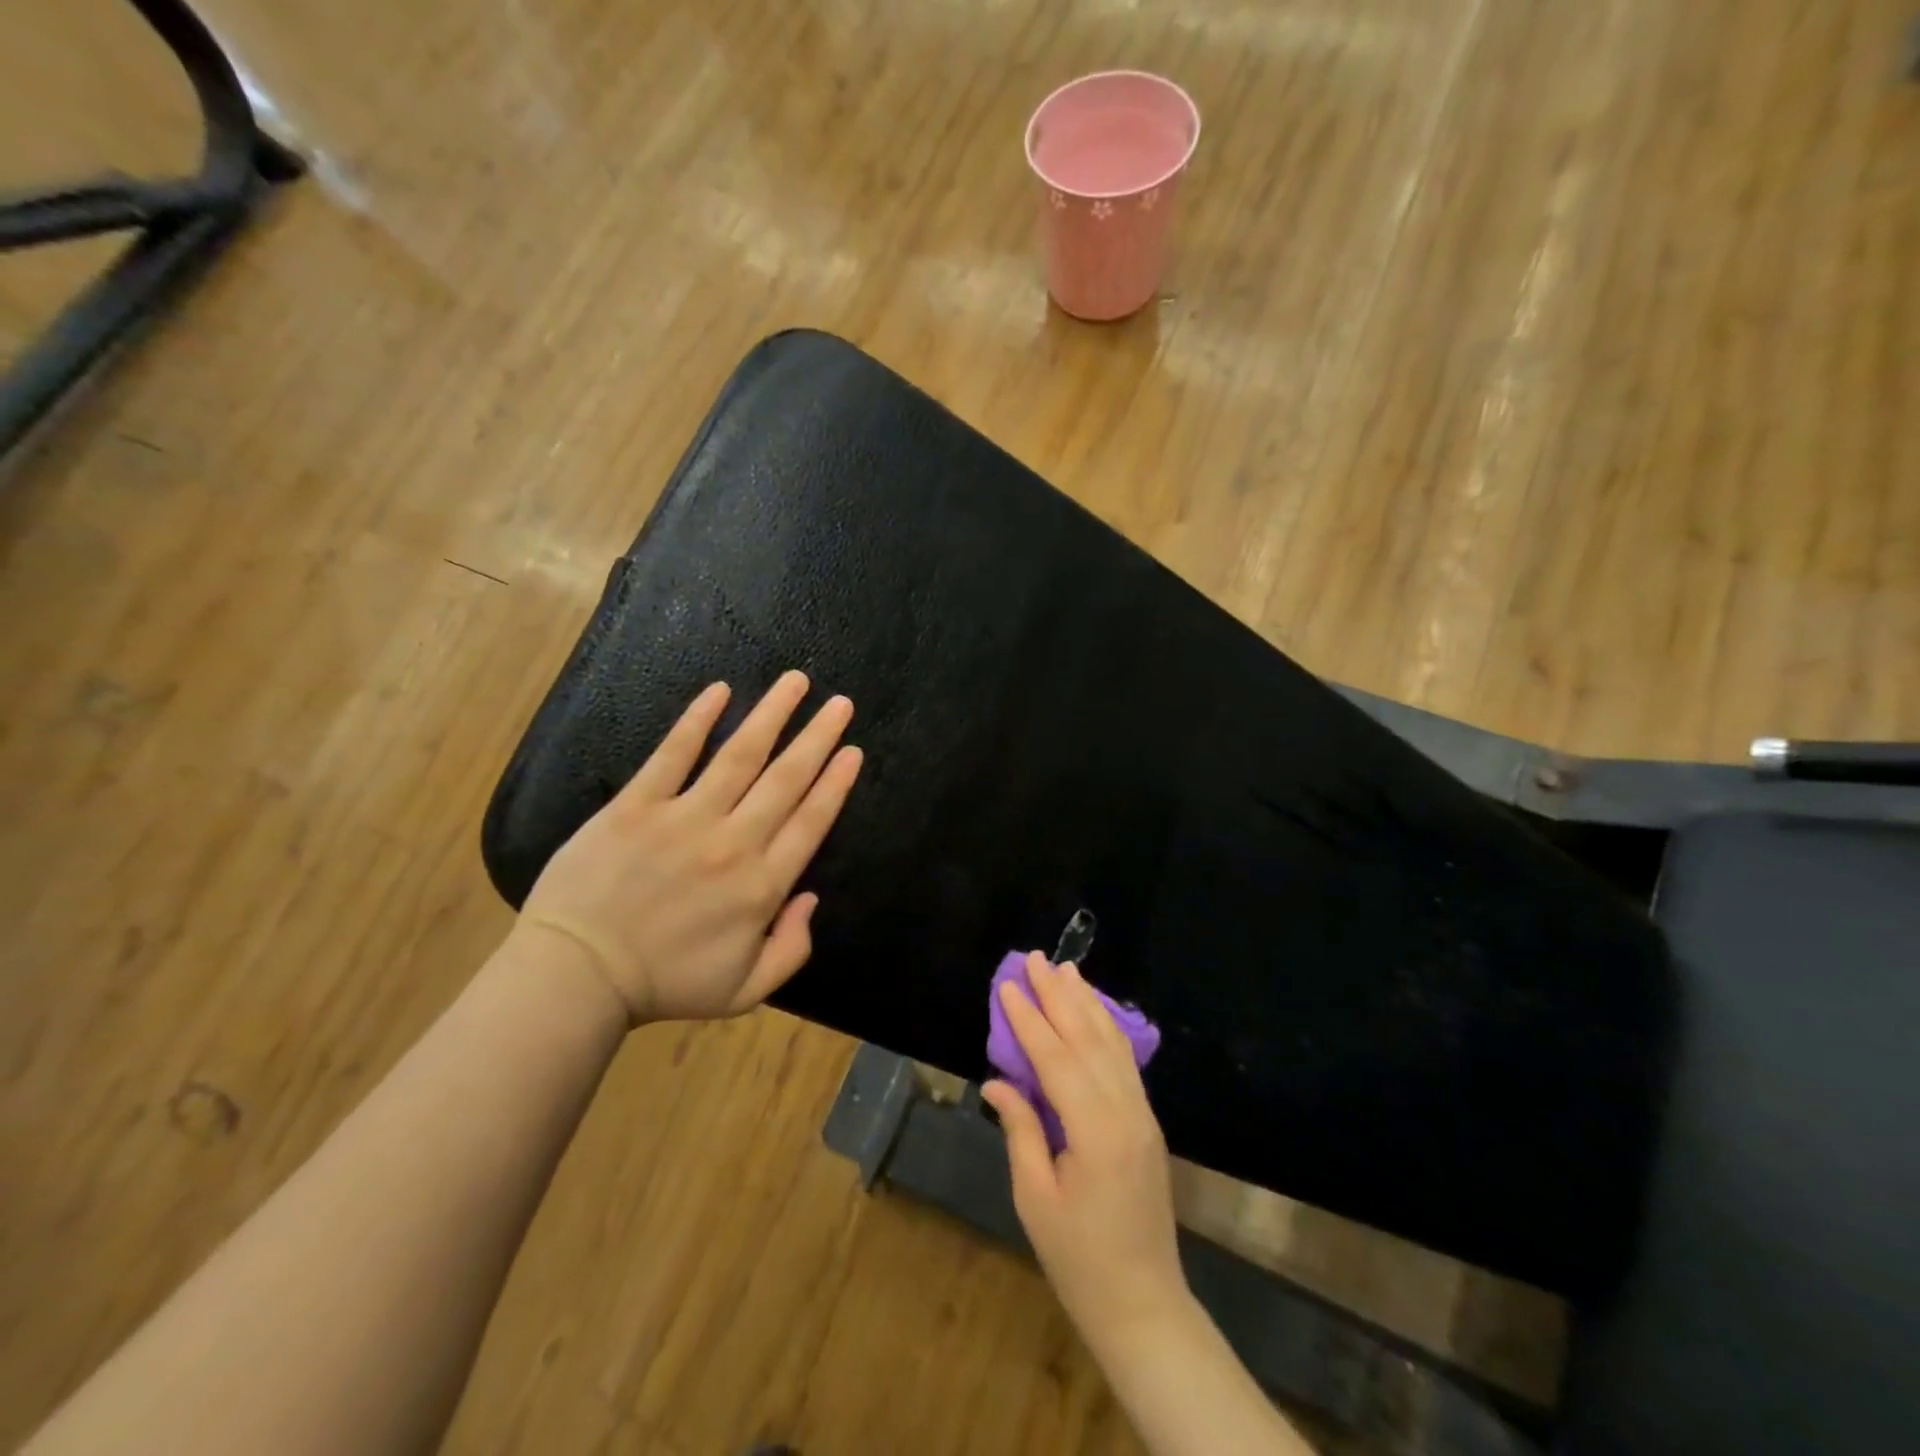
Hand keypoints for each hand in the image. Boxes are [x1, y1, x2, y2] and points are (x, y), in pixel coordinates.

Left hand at [514, 671, 862, 1023]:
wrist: (576, 977)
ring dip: (772, 716)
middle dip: (818, 737)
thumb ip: (792, 949)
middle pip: (786, 779)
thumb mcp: (744, 991)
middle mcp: (733, 843)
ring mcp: (684, 818)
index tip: (852, 751)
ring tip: (796, 683)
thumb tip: (811, 897)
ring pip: (740, 756)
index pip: (811, 821)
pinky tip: (721, 691)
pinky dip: (698, 720)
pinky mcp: (637, 805)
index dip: (835, 783)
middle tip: (840, 704)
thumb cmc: (663, 986)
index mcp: (761, 887)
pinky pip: (673, 754)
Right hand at [982, 955, 1187, 1339]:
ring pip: (1112, 1044)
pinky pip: (1125, 1062)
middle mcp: (1125, 1112)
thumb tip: (997, 1082)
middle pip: (1088, 1040)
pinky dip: (1106, 1029)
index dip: (1029, 1021)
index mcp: (1095, 1132)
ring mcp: (1142, 1115)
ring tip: (1066, 970)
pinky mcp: (1146, 1122)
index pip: (1056, 1060)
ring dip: (1086, 1003)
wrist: (1143, 1303)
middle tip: (1036, 958)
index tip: (1007, 986)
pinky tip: (1094, 1012)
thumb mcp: (1035, 1198)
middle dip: (1059, 996)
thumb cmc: (1079, 1259)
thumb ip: (1020, 1130)